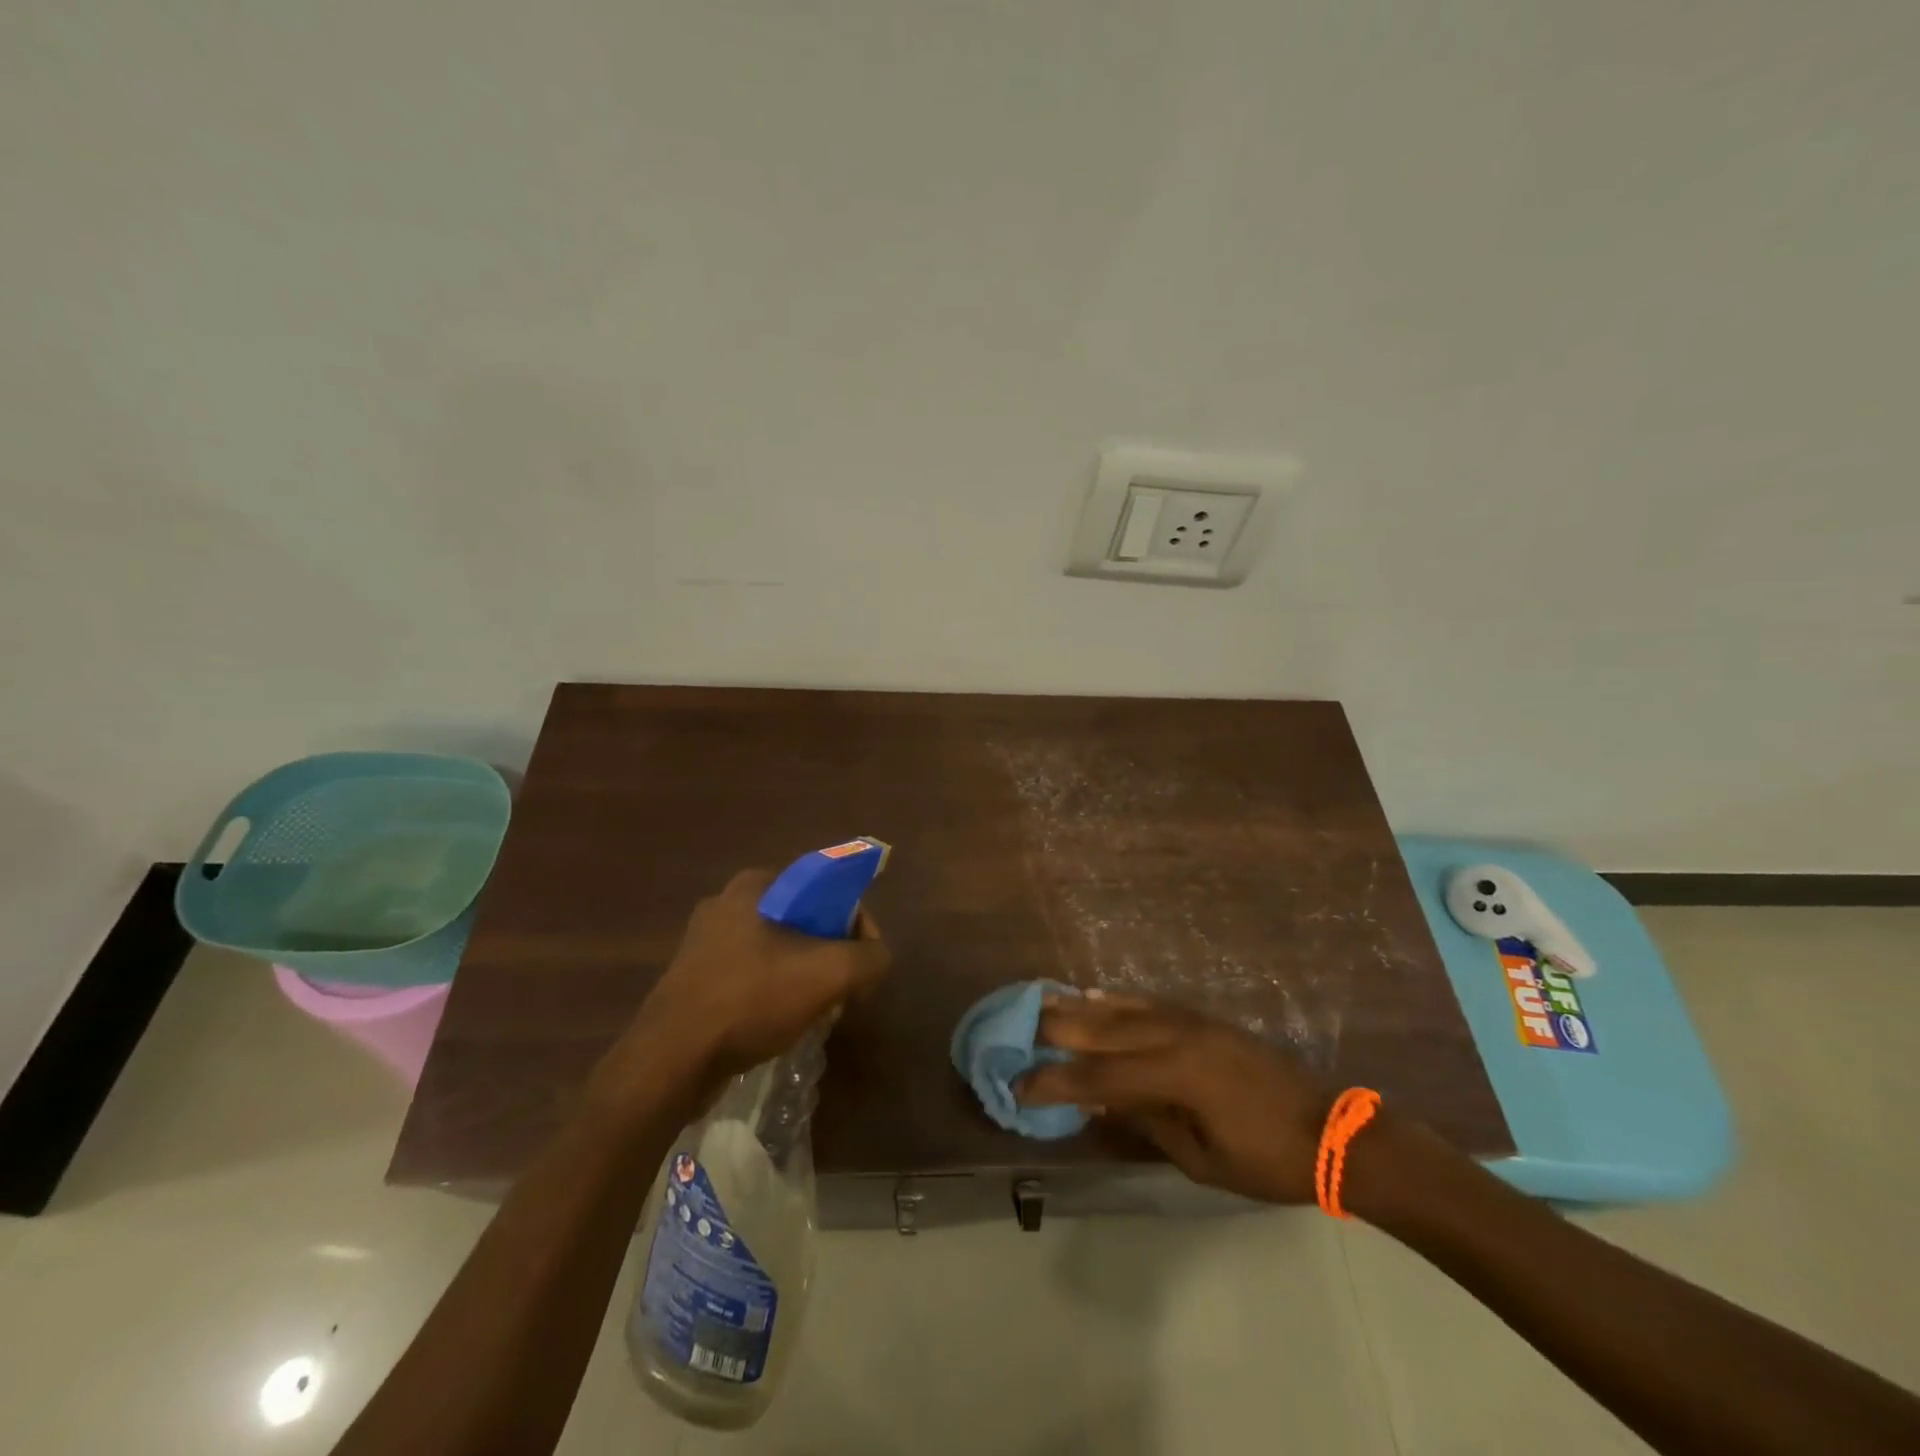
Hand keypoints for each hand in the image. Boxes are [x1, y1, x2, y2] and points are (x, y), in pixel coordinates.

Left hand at [626, 869, 890, 1088]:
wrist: (671, 1061)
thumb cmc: (751, 1000)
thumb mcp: (829, 974)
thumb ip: (870, 957)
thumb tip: (877, 958)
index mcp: (755, 885)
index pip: (826, 889)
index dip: (856, 924)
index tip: (865, 963)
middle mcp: (726, 903)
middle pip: (803, 921)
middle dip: (830, 954)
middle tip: (843, 990)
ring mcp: (704, 942)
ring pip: (778, 950)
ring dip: (803, 976)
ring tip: (816, 1011)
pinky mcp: (693, 979)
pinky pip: (751, 975)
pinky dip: (773, 993)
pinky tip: (780, 1024)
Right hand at [1019, 994, 1329, 1204]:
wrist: (1331, 1130)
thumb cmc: (1268, 1160)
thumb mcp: (1201, 1159)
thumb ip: (1145, 1122)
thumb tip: (1096, 1101)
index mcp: (1174, 1076)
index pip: (1098, 1077)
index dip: (1054, 1082)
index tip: (1018, 1085)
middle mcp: (1174, 1037)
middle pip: (1102, 1030)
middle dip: (1054, 1032)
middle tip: (1013, 1031)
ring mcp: (1189, 1021)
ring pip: (1120, 1009)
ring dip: (1077, 1008)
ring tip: (1039, 1003)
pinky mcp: (1201, 1017)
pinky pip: (1148, 1001)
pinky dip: (1115, 998)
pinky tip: (1092, 994)